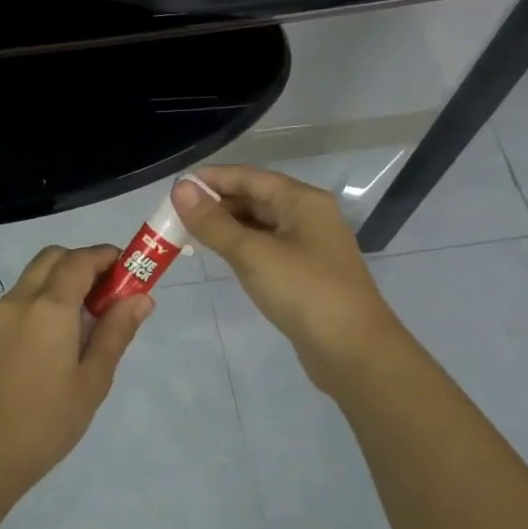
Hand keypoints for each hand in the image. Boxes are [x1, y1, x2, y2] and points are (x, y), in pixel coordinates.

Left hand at [0, 245, 153, 495]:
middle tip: (111, 295)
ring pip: (36, 274)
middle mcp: (21, 299)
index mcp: (50, 307)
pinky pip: (23, 296)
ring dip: (65, 278)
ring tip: (91, 318)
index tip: (133, 272)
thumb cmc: (48, 421)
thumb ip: (116, 332)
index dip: (109, 258)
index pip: (81, 260)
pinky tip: (64, 334)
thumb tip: (141, 298)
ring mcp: (1, 314)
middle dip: (85, 263)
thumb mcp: (93, 380)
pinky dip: (47, 295)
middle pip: (54, 258)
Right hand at [174, 166, 400, 392]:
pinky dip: (241, 248)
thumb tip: (180, 188)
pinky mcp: (304, 274)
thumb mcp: (253, 255)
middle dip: (216, 204)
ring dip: (226, 227)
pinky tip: (220, 257)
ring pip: (259, 225)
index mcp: (302, 201)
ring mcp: (308, 246)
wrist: (353, 351)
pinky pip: (266, 249)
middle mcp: (308, 216)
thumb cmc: (305, 293)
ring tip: (188, 235)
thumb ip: (214, 223)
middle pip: (255, 198)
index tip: (174, 189)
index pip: (249, 177)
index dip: (211, 179)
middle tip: (174, 217)